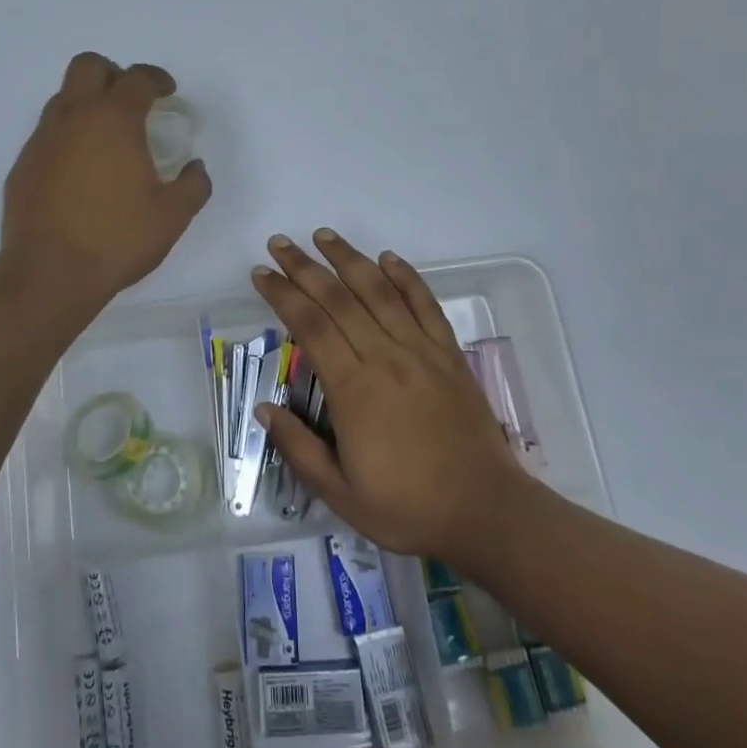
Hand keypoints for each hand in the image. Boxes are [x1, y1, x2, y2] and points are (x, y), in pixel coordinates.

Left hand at [2, 54, 211, 300]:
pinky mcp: (23, 165)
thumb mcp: (172, 215)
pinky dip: (68, 137)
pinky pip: (48, 134)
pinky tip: (81, 171)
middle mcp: (73, 118)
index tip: (167, 92)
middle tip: (131, 101)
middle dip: (113, 74)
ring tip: (107, 139)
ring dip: (87, 104)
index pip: (136, 78)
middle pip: (88, 67)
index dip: (156, 79)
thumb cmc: (117, 238)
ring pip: (63, 98)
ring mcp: (42, 140)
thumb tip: (196, 168)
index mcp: (113, 120)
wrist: (49, 273)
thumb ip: (193, 185)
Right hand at [252, 230, 529, 566]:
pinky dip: (406, 277)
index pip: (310, 326)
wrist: (485, 511)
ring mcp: (421, 351)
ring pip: (379, 292)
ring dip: (349, 259)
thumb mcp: (341, 494)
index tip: (261, 274)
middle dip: (305, 267)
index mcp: (354, 389)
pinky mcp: (449, 354)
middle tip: (280, 243)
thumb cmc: (407, 507)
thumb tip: (263, 409)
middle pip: (339, 299)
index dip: (283, 295)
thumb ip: (299, 449)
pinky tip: (388, 258)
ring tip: (324, 236)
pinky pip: (425, 305)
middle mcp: (385, 357)